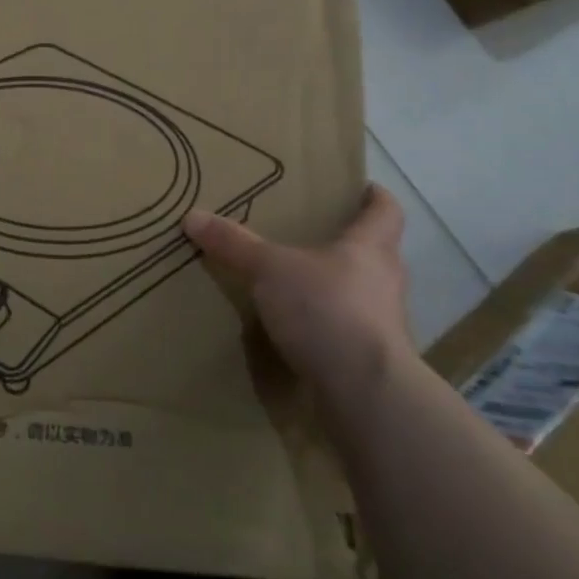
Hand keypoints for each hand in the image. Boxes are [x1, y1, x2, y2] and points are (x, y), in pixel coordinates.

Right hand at [184, 184, 410, 406]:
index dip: (374, 196)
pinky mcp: (371, 357)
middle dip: (345, 242)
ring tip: (295, 282)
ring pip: (360, 291)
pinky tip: (297, 328)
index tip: (356, 188)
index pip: (386, 210)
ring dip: (333, 286)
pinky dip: (325, 324)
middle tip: (309, 233)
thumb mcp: (270, 269)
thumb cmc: (326, 309)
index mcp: (371, 247)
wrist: (364, 390)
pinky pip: (347, 329)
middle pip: (373, 251)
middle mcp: (385, 280)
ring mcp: (382, 322)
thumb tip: (192, 216)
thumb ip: (233, 244)